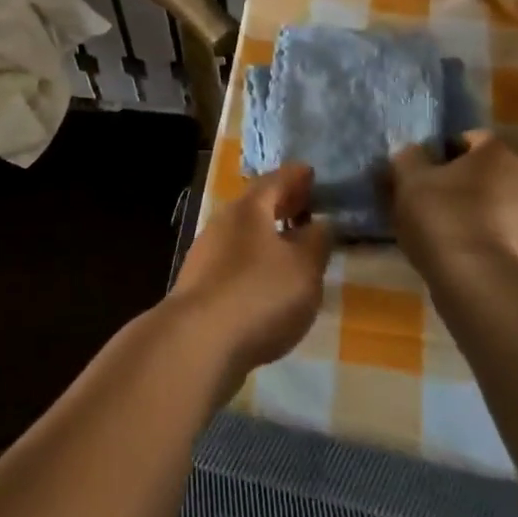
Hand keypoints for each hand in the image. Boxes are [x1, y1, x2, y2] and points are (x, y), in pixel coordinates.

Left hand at [170, 163, 332, 376]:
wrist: (198, 342)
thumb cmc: (259, 294)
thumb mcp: (304, 268)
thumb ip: (317, 242)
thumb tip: (320, 224)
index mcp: (249, 209)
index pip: (276, 180)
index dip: (297, 176)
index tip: (311, 174)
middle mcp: (223, 223)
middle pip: (256, 206)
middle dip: (282, 205)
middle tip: (306, 207)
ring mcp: (206, 254)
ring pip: (244, 235)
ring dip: (268, 236)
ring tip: (292, 248)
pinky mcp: (200, 286)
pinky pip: (234, 262)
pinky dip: (255, 263)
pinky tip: (267, 282)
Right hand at [388, 131, 517, 280]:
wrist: (481, 284)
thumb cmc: (444, 218)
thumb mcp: (409, 181)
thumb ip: (407, 159)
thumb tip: (411, 154)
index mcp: (498, 152)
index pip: (466, 139)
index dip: (439, 153)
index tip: (418, 173)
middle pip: (481, 172)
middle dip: (455, 183)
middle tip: (424, 201)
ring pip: (490, 204)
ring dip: (468, 212)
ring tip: (436, 232)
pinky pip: (498, 234)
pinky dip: (478, 238)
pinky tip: (455, 253)